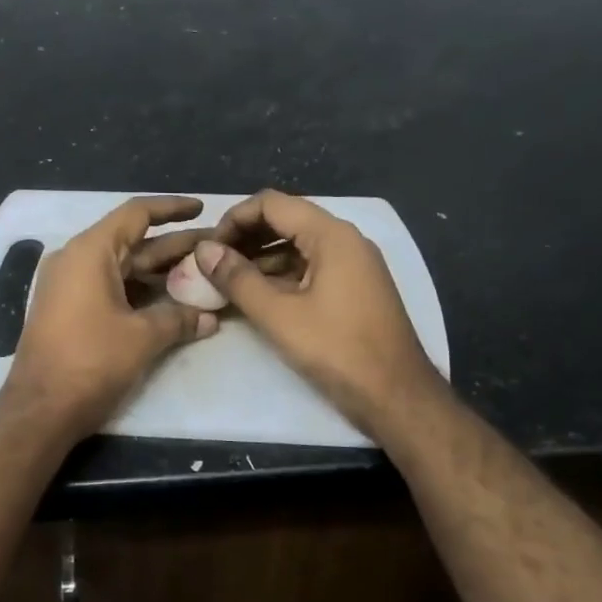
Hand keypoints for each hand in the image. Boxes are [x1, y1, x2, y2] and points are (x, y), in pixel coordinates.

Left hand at [0, 196, 219, 440]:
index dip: (172, 208)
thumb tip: (211, 319)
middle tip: (215, 249)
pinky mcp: (69, 309)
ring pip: (124, 267)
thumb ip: (179, 319)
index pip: (136, 214)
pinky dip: (140, 291)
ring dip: (160, 271)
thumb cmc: (91, 361)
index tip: (202, 208)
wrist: (40, 409)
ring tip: (201, 273)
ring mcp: (69, 285)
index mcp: (90, 251)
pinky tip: (171, 300)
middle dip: (175, 245)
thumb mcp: (142, 337)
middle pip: (133, 241)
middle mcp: (76, 260)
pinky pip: (111, 287)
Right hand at [193, 189, 444, 439]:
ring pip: (296, 245)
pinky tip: (256, 297)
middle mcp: (345, 240)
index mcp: (332, 235)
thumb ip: (238, 279)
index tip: (208, 248)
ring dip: (260, 258)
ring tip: (226, 282)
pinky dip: (280, 275)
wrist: (398, 397)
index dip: (233, 219)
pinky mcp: (354, 288)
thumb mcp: (279, 316)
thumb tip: (203, 250)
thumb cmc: (338, 351)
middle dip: (244, 238)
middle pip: (285, 220)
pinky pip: (310, 267)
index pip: (271, 203)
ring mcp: (353, 264)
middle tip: (212, 264)